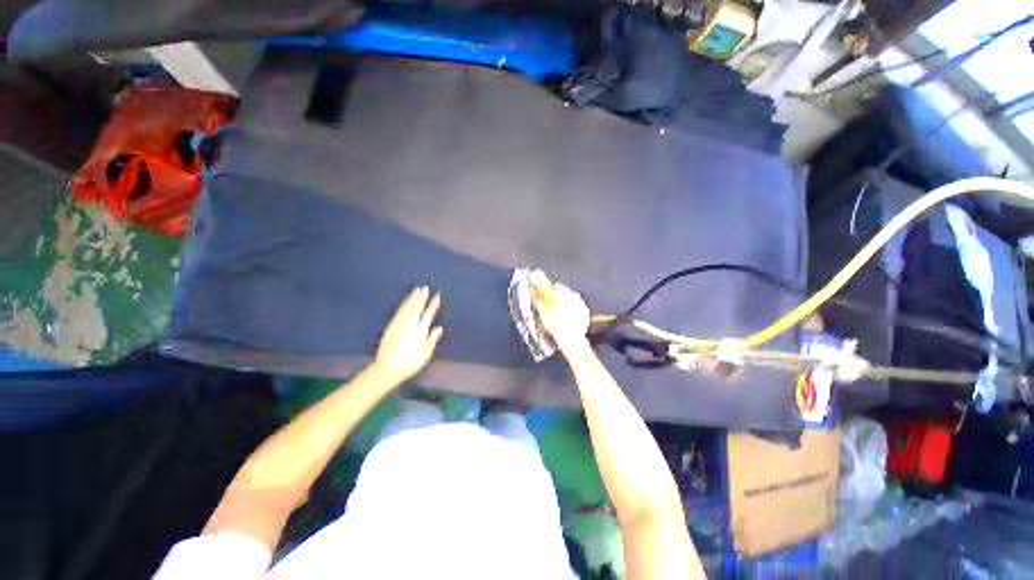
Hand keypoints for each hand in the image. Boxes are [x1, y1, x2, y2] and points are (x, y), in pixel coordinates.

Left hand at [373, 286, 443, 383]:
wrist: (387, 369)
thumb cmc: (409, 364)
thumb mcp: (425, 354)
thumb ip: (432, 339)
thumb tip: (439, 327)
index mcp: (419, 332)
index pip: (428, 314)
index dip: (433, 305)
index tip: (437, 296)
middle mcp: (409, 326)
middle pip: (416, 308)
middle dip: (421, 297)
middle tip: (425, 288)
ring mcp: (399, 325)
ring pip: (407, 308)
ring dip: (412, 298)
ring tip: (416, 290)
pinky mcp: (391, 327)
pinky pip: (399, 312)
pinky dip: (404, 305)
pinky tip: (406, 302)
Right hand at [534, 282, 589, 350]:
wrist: (571, 338)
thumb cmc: (556, 324)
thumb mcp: (542, 313)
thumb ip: (538, 301)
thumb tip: (533, 293)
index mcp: (562, 291)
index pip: (554, 286)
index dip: (548, 292)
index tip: (544, 299)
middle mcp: (573, 294)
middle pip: (563, 292)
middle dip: (557, 298)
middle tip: (550, 309)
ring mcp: (581, 303)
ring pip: (570, 300)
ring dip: (565, 305)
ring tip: (558, 317)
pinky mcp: (585, 312)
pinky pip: (576, 309)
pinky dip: (572, 312)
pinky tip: (566, 321)